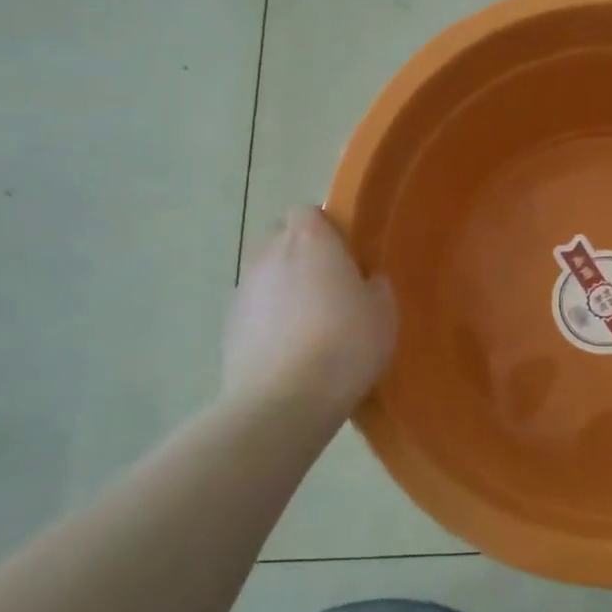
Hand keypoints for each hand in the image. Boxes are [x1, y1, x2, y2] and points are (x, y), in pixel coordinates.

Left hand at [222, 206, 396, 414]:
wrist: (284, 399)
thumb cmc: (345, 344)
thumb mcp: (383, 313)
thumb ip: (374, 286)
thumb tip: (365, 282)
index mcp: (311, 239)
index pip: (307, 212)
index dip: (324, 229)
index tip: (345, 256)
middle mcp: (270, 253)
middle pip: (281, 239)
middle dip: (301, 255)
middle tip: (329, 287)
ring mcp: (244, 288)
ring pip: (265, 275)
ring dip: (283, 288)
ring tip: (308, 324)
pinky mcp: (228, 324)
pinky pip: (253, 309)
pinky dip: (267, 320)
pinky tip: (287, 350)